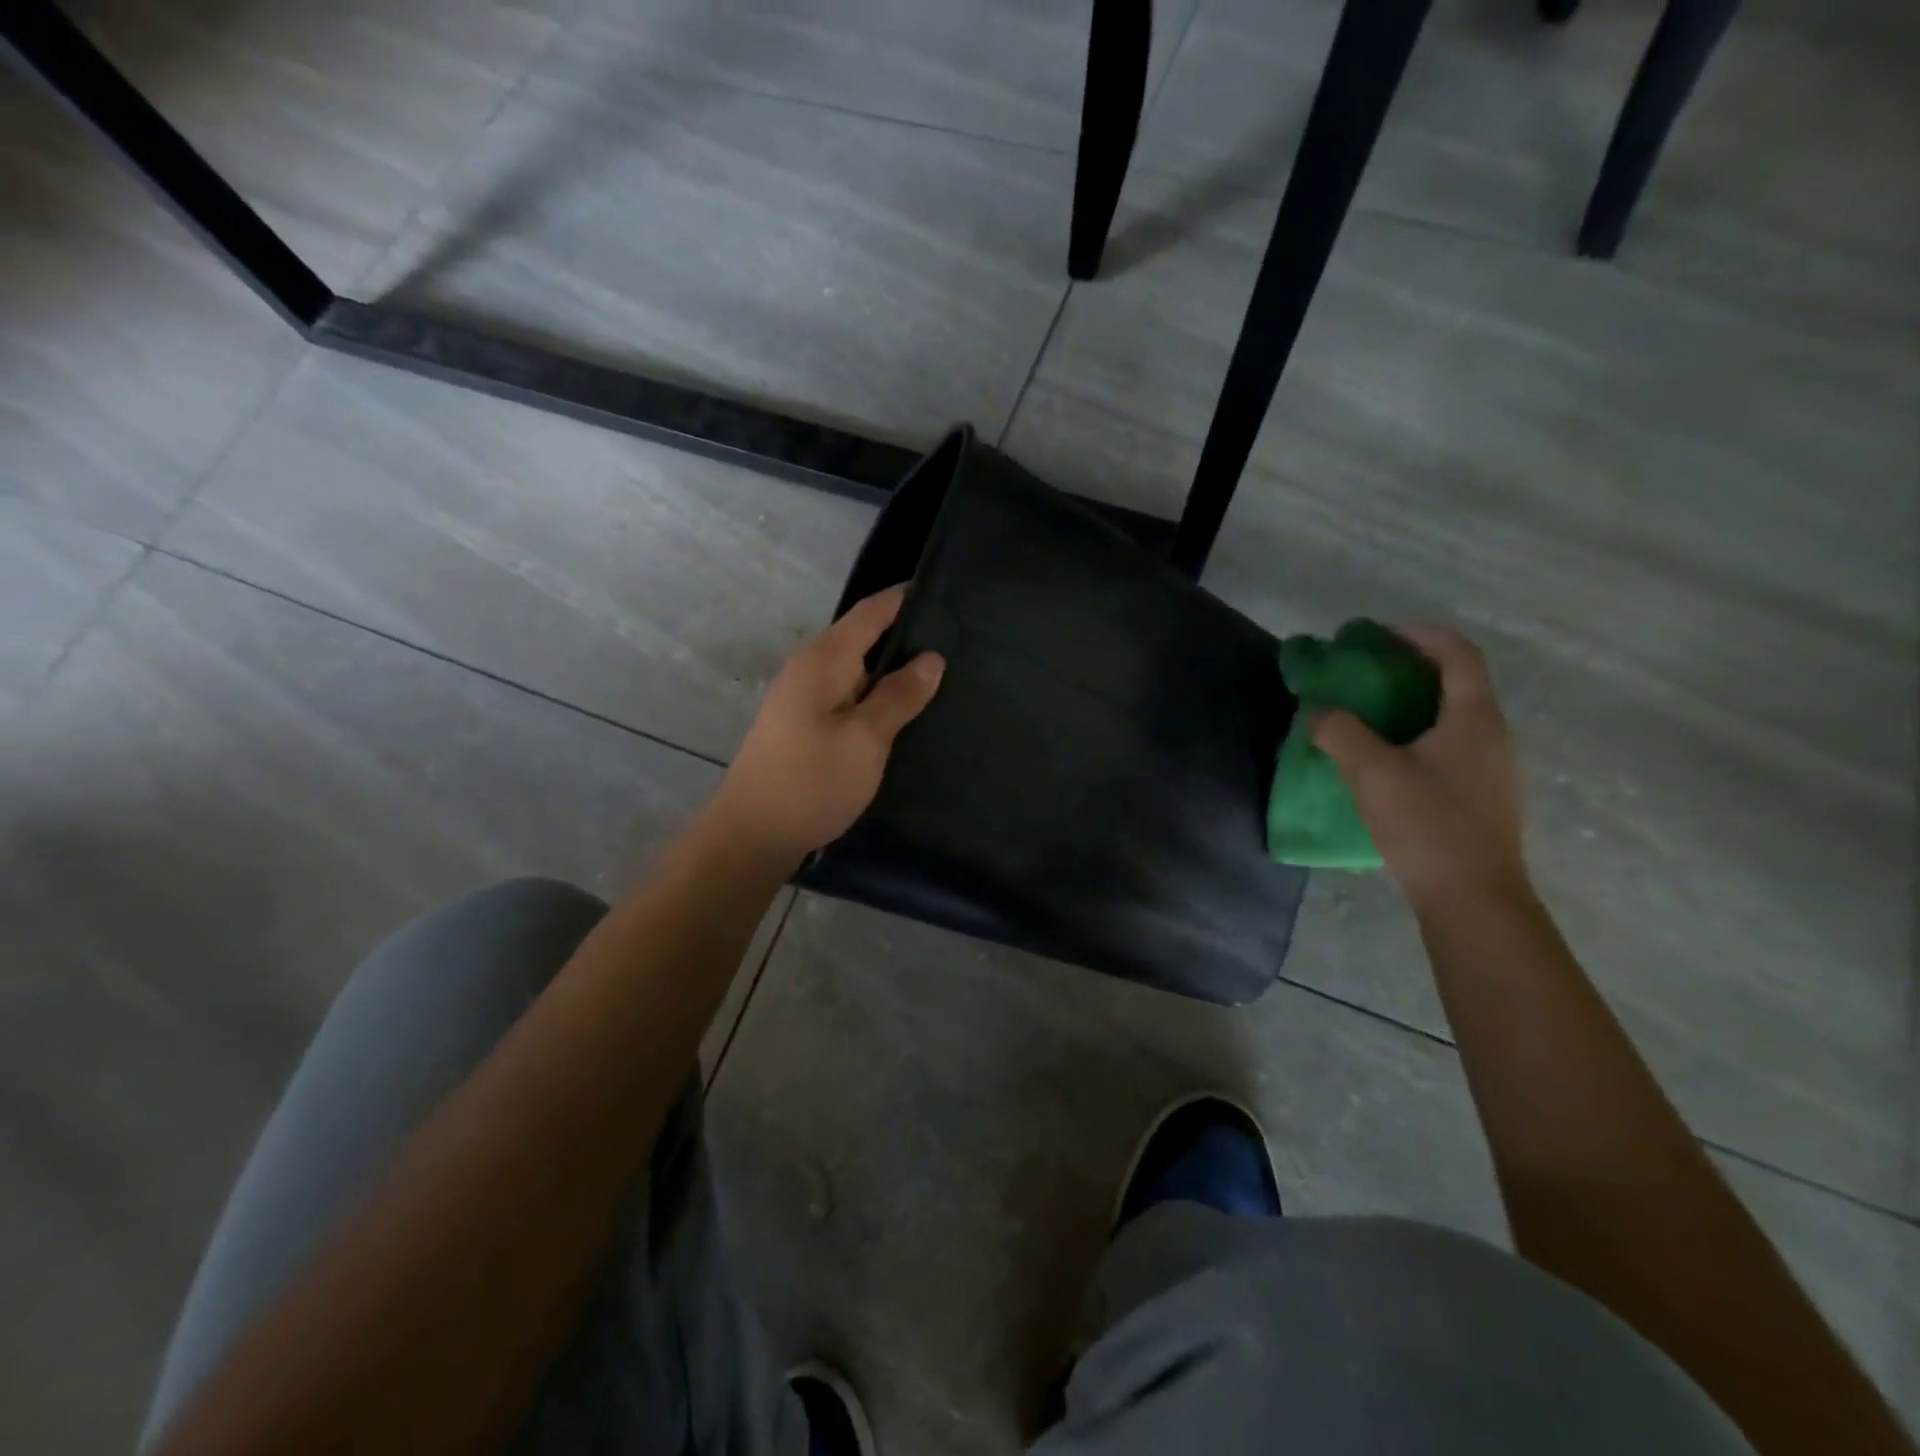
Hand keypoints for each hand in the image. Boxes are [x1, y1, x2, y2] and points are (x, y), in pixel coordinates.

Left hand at [706, 585, 944, 862]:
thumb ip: (899, 695)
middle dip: (906, 635)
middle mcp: (810, 668)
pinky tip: (902, 709)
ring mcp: (803, 696)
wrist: (753, 834)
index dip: (907, 598)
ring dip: (893, 668)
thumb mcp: (866, 739)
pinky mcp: (804, 723)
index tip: (949, 595)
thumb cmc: (812, 782)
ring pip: (857, 667)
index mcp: (824, 660)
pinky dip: (876, 693)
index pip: (872, 611)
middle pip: (864, 636)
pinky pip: (848, 693)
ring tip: (941, 674)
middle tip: (958, 641)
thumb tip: (932, 657)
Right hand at [1312, 624, 1528, 910]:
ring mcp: (1492, 768)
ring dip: (1413, 703)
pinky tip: (1386, 758)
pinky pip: (1449, 746)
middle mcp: (1492, 735)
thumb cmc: (1427, 824)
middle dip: (1410, 667)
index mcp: (1474, 718)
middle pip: (1457, 682)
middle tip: (1365, 671)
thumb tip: (1317, 711)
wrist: (1472, 898)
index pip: (1457, 653)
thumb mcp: (1372, 773)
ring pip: (1453, 717)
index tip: (1378, 633)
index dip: (1421, 634)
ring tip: (1369, 712)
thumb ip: (1340, 733)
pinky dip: (1418, 734)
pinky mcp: (1482, 795)